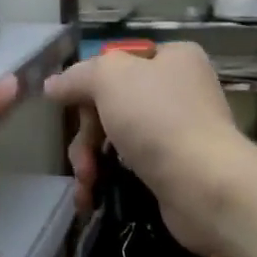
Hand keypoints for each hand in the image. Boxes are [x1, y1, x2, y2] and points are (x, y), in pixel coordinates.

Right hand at [42, 41, 256, 256]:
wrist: (204, 185)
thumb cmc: (158, 118)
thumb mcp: (109, 79)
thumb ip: (78, 76)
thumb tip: (52, 85)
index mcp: (173, 59)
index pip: (119, 62)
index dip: (89, 84)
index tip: (71, 108)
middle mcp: (179, 91)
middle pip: (112, 105)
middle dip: (86, 135)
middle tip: (81, 159)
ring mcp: (178, 132)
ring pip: (115, 139)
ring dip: (90, 161)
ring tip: (86, 183)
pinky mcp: (174, 169)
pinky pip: (129, 168)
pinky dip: (106, 180)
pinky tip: (91, 197)